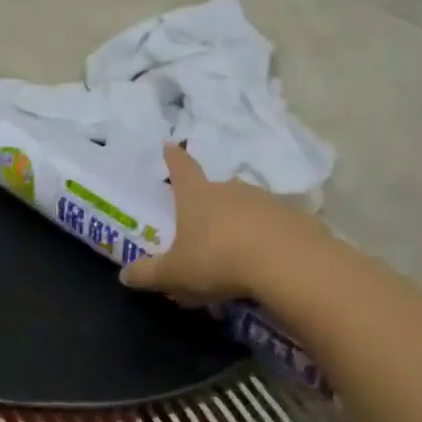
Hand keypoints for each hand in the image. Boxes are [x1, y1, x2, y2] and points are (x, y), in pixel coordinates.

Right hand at [121, 143, 328, 304]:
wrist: (289, 265)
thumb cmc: (218, 260)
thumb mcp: (174, 274)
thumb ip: (147, 274)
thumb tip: (125, 275)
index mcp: (196, 196)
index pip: (181, 169)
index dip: (173, 158)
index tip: (170, 145)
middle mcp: (231, 190)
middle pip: (216, 189)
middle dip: (208, 203)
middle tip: (202, 224)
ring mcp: (267, 201)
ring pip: (246, 207)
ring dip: (239, 222)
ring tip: (235, 251)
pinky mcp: (297, 219)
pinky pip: (275, 226)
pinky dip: (267, 239)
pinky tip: (266, 262)